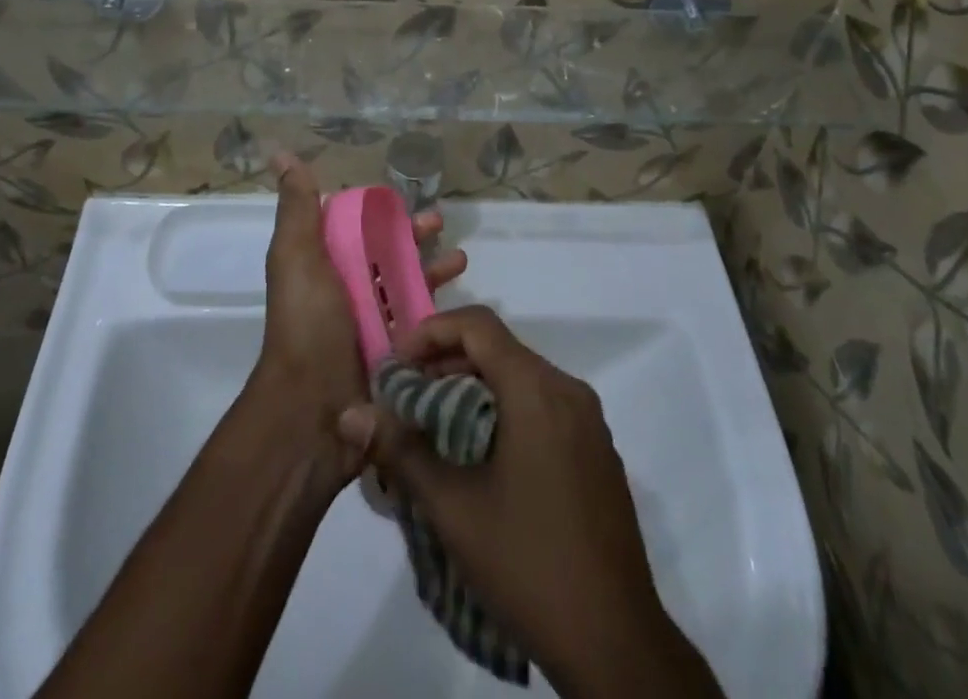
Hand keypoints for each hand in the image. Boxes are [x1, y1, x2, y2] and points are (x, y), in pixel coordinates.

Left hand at [250, 153, 466, 486]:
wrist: (313, 411)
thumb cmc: (307, 325)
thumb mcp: (297, 257)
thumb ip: (297, 207)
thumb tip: (281, 153)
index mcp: (322, 266)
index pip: (353, 227)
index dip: (377, 210)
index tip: (403, 198)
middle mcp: (346, 292)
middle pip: (386, 254)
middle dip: (413, 235)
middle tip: (440, 223)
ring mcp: (371, 326)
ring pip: (407, 286)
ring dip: (433, 268)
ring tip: (461, 259)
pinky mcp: (394, 355)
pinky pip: (421, 324)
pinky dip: (441, 308)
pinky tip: (463, 299)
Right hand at [336, 306, 721, 697]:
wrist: (615, 643)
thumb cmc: (528, 562)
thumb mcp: (453, 508)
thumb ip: (401, 450)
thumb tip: (352, 414)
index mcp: (537, 389)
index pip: (478, 325)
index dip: (431, 332)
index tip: (397, 366)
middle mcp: (567, 390)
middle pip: (499, 349)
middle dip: (446, 363)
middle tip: (406, 398)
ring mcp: (588, 421)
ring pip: (521, 378)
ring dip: (474, 389)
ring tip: (434, 428)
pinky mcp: (597, 451)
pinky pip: (543, 406)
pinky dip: (505, 410)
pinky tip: (479, 456)